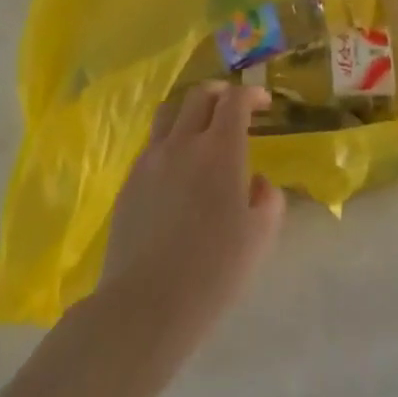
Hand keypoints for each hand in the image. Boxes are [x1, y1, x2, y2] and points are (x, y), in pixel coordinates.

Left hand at [103, 83, 283, 344]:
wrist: (146, 303)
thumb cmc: (214, 270)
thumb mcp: (260, 237)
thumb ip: (268, 199)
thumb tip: (257, 181)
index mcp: (220, 150)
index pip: (235, 101)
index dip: (251, 95)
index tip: (263, 103)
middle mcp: (183, 142)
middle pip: (200, 95)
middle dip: (221, 93)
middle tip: (234, 108)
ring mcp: (151, 159)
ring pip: (169, 112)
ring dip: (190, 109)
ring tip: (201, 127)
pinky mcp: (130, 180)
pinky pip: (152, 143)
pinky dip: (170, 139)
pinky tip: (178, 167)